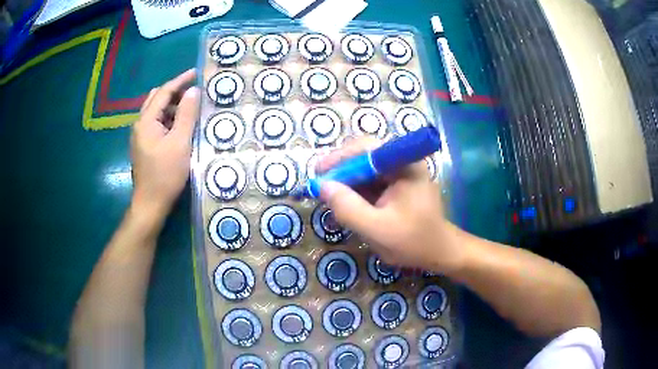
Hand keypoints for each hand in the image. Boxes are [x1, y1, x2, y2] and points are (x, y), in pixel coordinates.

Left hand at [130, 69, 198, 220]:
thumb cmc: (165, 174)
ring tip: (189, 108)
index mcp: (146, 121)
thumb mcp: (180, 143)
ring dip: (171, 105)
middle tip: (193, 91)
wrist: (150, 204)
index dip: (180, 80)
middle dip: (174, 91)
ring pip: (155, 111)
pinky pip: (155, 123)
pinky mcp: (143, 146)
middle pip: (156, 98)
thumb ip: (187, 114)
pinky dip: (167, 118)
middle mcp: (139, 125)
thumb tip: (193, 91)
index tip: (196, 72)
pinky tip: (179, 126)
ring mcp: (140, 136)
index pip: (163, 92)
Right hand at [317, 137, 464, 272]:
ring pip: (365, 168)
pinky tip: (348, 203)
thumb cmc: (413, 241)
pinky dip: (357, 190)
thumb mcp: (377, 229)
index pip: (366, 148)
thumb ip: (348, 208)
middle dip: (341, 171)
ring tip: (331, 197)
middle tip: (321, 188)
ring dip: (347, 181)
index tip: (319, 173)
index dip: (339, 158)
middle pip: (364, 155)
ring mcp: (401, 172)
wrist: (439, 252)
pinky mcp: (398, 184)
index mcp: (404, 164)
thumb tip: (323, 186)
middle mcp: (403, 161)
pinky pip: (371, 180)